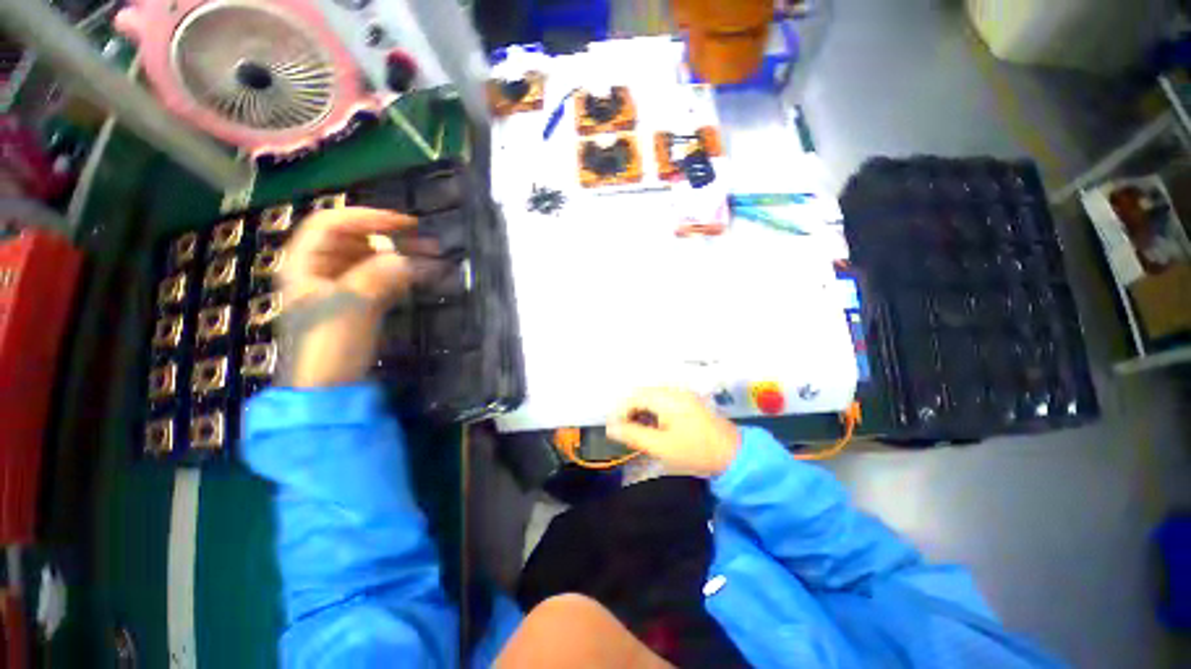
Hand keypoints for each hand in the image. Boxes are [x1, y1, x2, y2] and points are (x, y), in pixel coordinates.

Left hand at [279, 207, 427, 387]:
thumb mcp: (352, 306)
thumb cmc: (329, 345)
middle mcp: (321, 269)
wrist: (329, 386)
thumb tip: (410, 259)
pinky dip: (402, 274)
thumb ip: (380, 276)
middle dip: (391, 237)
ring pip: (372, 259)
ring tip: (432, 258)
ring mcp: (342, 286)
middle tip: (427, 242)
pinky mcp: (360, 301)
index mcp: (304, 263)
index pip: (332, 224)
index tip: (405, 224)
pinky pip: (382, 278)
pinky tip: (422, 274)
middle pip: (355, 240)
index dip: (367, 217)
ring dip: (401, 255)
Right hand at [605, 388, 740, 476]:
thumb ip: (634, 435)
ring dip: (641, 412)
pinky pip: (663, 401)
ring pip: (652, 397)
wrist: (733, 455)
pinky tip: (655, 428)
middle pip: (642, 395)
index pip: (634, 397)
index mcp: (666, 398)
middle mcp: (673, 390)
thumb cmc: (695, 451)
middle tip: (626, 434)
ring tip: (638, 433)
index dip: (620, 412)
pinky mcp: (688, 401)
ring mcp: (682, 394)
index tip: (615, 431)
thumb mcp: (661, 447)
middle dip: (630, 412)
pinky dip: (654, 412)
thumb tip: (611, 428)